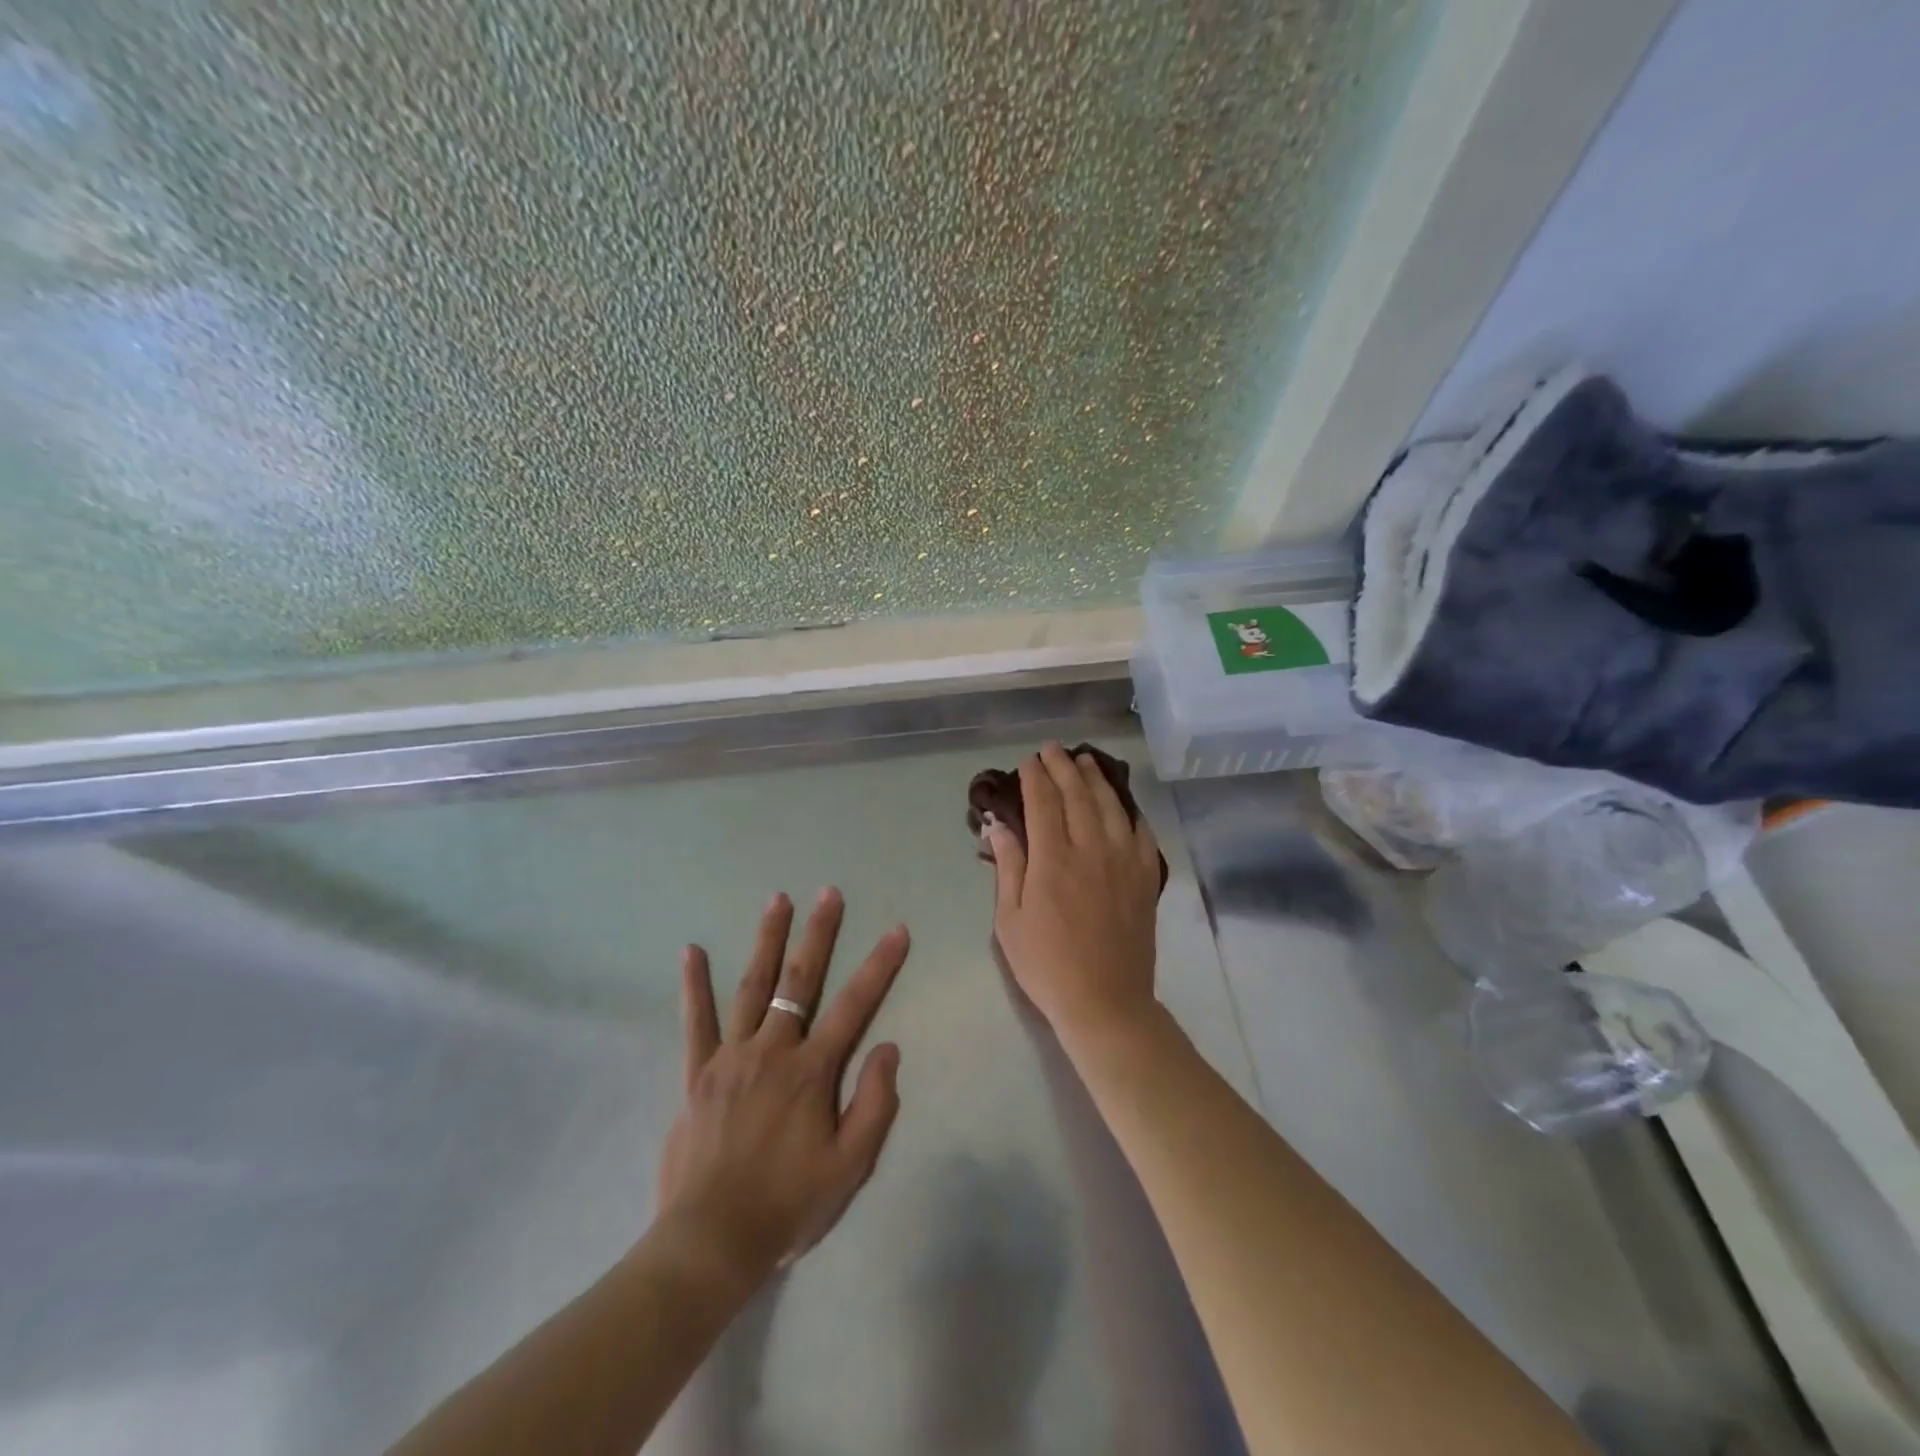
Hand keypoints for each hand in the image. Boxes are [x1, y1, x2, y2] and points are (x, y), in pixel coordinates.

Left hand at [658, 888, 907, 1283]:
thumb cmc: (788, 1204)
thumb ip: (874, 1104)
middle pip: (800, 981)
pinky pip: (696, 1022)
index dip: (879, 966)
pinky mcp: (698, 1073)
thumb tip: (888, 1048)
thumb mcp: (850, 1167)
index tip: (896, 930)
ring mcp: (731, 1057)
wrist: (711, 1241)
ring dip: (767, 940)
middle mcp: (772, 1050)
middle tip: (828, 892)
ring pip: (752, 987)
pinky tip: (691, 951)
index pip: (854, 1006)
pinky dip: (694, 986)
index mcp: (811, 1071)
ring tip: (777, 900)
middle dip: (818, 934)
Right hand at [985, 742, 1163, 1045]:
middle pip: (1078, 795)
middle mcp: (1091, 850)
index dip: (1035, 777)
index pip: (1043, 802)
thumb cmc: (1046, 964)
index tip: (1027, 761)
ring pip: (1111, 806)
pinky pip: (1141, 832)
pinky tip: (1122, 804)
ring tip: (1085, 760)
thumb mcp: (1010, 920)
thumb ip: (1007, 866)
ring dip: (1096, 778)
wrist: (1105, 1002)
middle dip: (1063, 766)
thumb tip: (997, 824)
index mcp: (1053, 860)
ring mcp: (1124, 862)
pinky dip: (1130, 811)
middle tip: (1052, 749)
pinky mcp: (1144, 877)